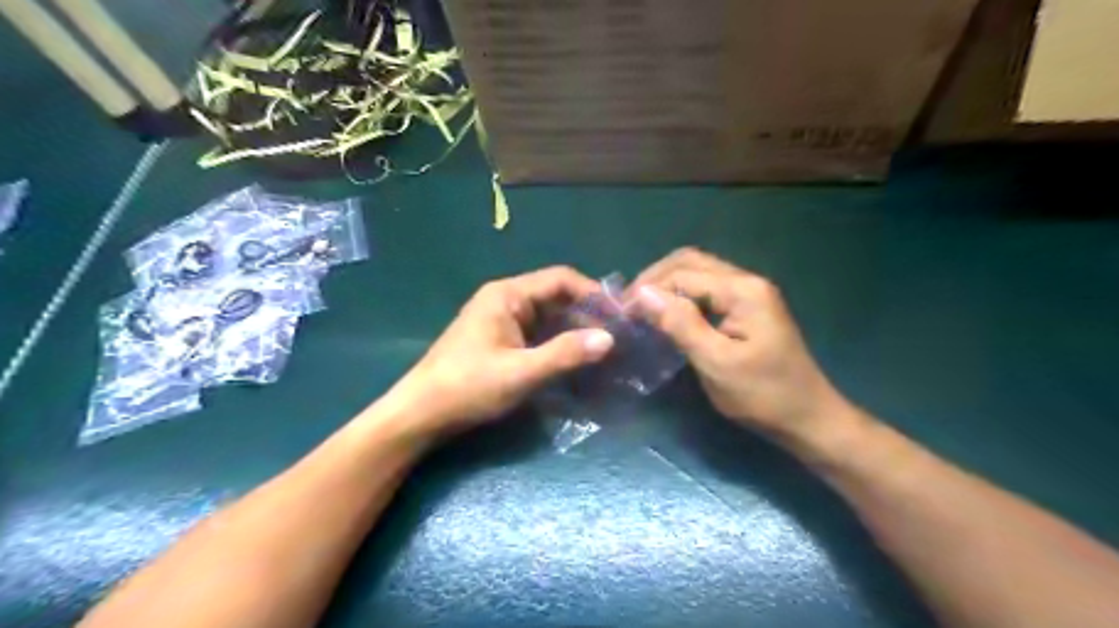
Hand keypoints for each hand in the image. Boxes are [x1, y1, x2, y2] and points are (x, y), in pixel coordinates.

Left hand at [382, 269, 610, 438]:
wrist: (421, 414)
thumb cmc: (468, 387)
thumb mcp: (520, 372)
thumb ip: (564, 354)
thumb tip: (609, 339)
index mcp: (507, 295)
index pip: (560, 279)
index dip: (592, 292)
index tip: (619, 314)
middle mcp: (505, 300)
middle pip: (555, 297)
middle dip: (586, 315)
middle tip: (617, 337)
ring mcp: (502, 321)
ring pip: (548, 318)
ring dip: (574, 331)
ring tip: (604, 350)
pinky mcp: (501, 341)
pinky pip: (537, 335)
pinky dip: (558, 344)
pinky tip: (576, 361)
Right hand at [634, 248, 842, 438]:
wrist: (808, 418)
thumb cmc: (763, 396)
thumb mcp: (716, 363)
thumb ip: (681, 325)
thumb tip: (643, 294)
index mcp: (742, 290)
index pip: (683, 274)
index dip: (648, 289)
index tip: (622, 313)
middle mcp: (746, 281)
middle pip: (691, 262)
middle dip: (655, 279)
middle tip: (630, 306)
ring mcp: (750, 293)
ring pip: (698, 273)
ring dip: (668, 285)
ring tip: (643, 309)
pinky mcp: (748, 307)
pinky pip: (707, 290)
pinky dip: (683, 296)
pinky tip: (668, 314)